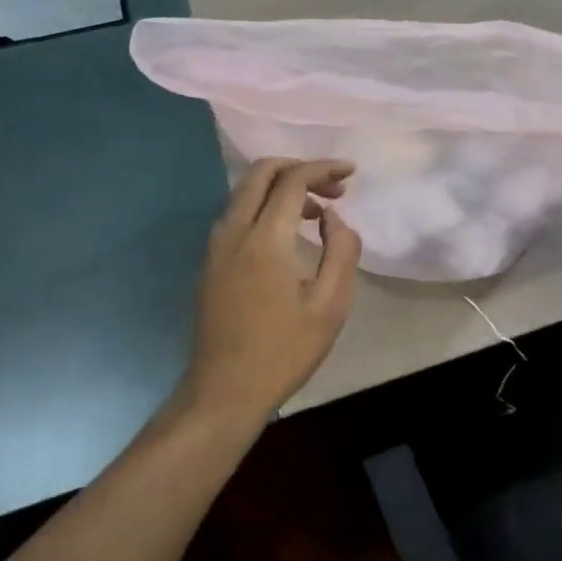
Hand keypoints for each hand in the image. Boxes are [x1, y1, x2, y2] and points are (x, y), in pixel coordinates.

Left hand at [183, 158, 362, 425]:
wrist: (224, 392)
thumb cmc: (284, 351)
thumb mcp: (331, 305)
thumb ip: (341, 250)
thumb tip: (332, 217)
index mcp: (265, 239)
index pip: (293, 180)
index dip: (324, 168)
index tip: (350, 173)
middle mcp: (233, 232)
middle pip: (261, 172)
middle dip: (300, 168)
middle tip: (333, 188)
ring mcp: (216, 247)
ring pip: (246, 192)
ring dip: (282, 187)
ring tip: (318, 212)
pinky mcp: (210, 262)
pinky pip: (237, 214)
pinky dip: (265, 206)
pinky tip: (289, 233)